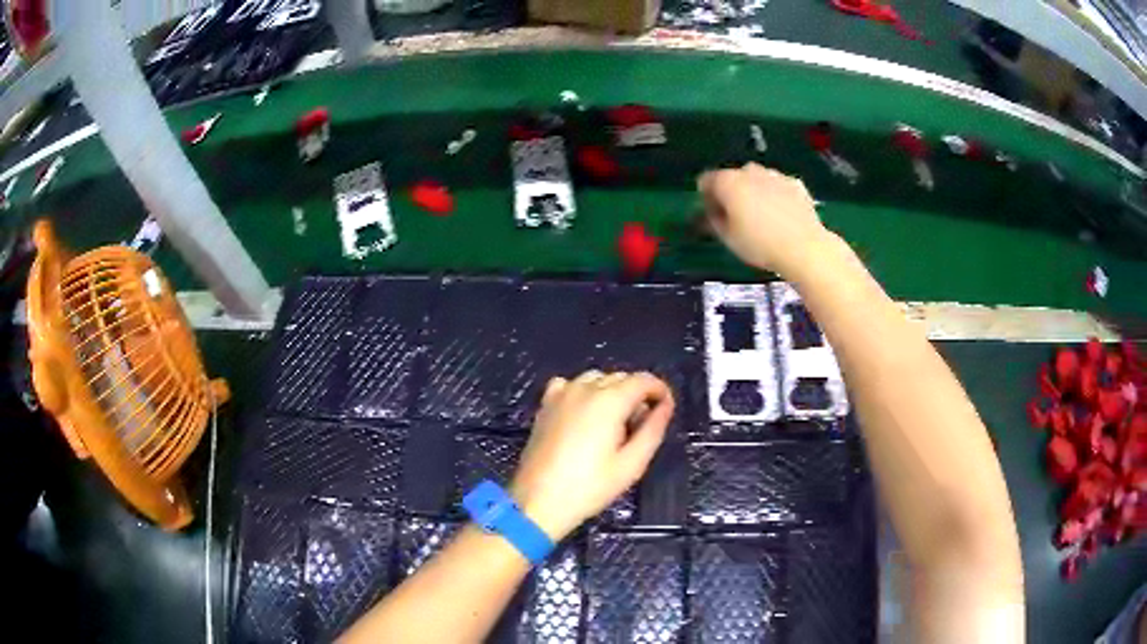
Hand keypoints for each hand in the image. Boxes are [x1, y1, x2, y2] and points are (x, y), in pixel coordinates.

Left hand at [511, 371, 674, 539]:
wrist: (539, 500)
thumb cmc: (589, 487)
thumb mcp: (632, 464)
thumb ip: (653, 430)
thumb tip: (665, 406)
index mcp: (609, 400)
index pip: (644, 380)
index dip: (660, 391)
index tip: (666, 410)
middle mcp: (585, 388)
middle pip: (621, 378)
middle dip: (637, 395)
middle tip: (639, 428)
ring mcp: (561, 393)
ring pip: (597, 379)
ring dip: (611, 393)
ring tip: (613, 425)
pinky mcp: (546, 404)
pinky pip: (571, 385)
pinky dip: (584, 393)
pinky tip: (584, 416)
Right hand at [698, 163, 831, 276]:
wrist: (804, 247)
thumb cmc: (760, 244)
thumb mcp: (727, 238)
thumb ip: (713, 220)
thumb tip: (711, 213)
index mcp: (727, 181)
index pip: (705, 181)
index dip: (705, 198)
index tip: (712, 215)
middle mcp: (749, 171)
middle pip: (732, 177)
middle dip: (731, 193)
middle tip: (736, 218)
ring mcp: (774, 175)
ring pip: (756, 179)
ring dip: (754, 192)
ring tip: (761, 218)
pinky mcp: (794, 183)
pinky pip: (777, 186)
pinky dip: (775, 195)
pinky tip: (781, 216)